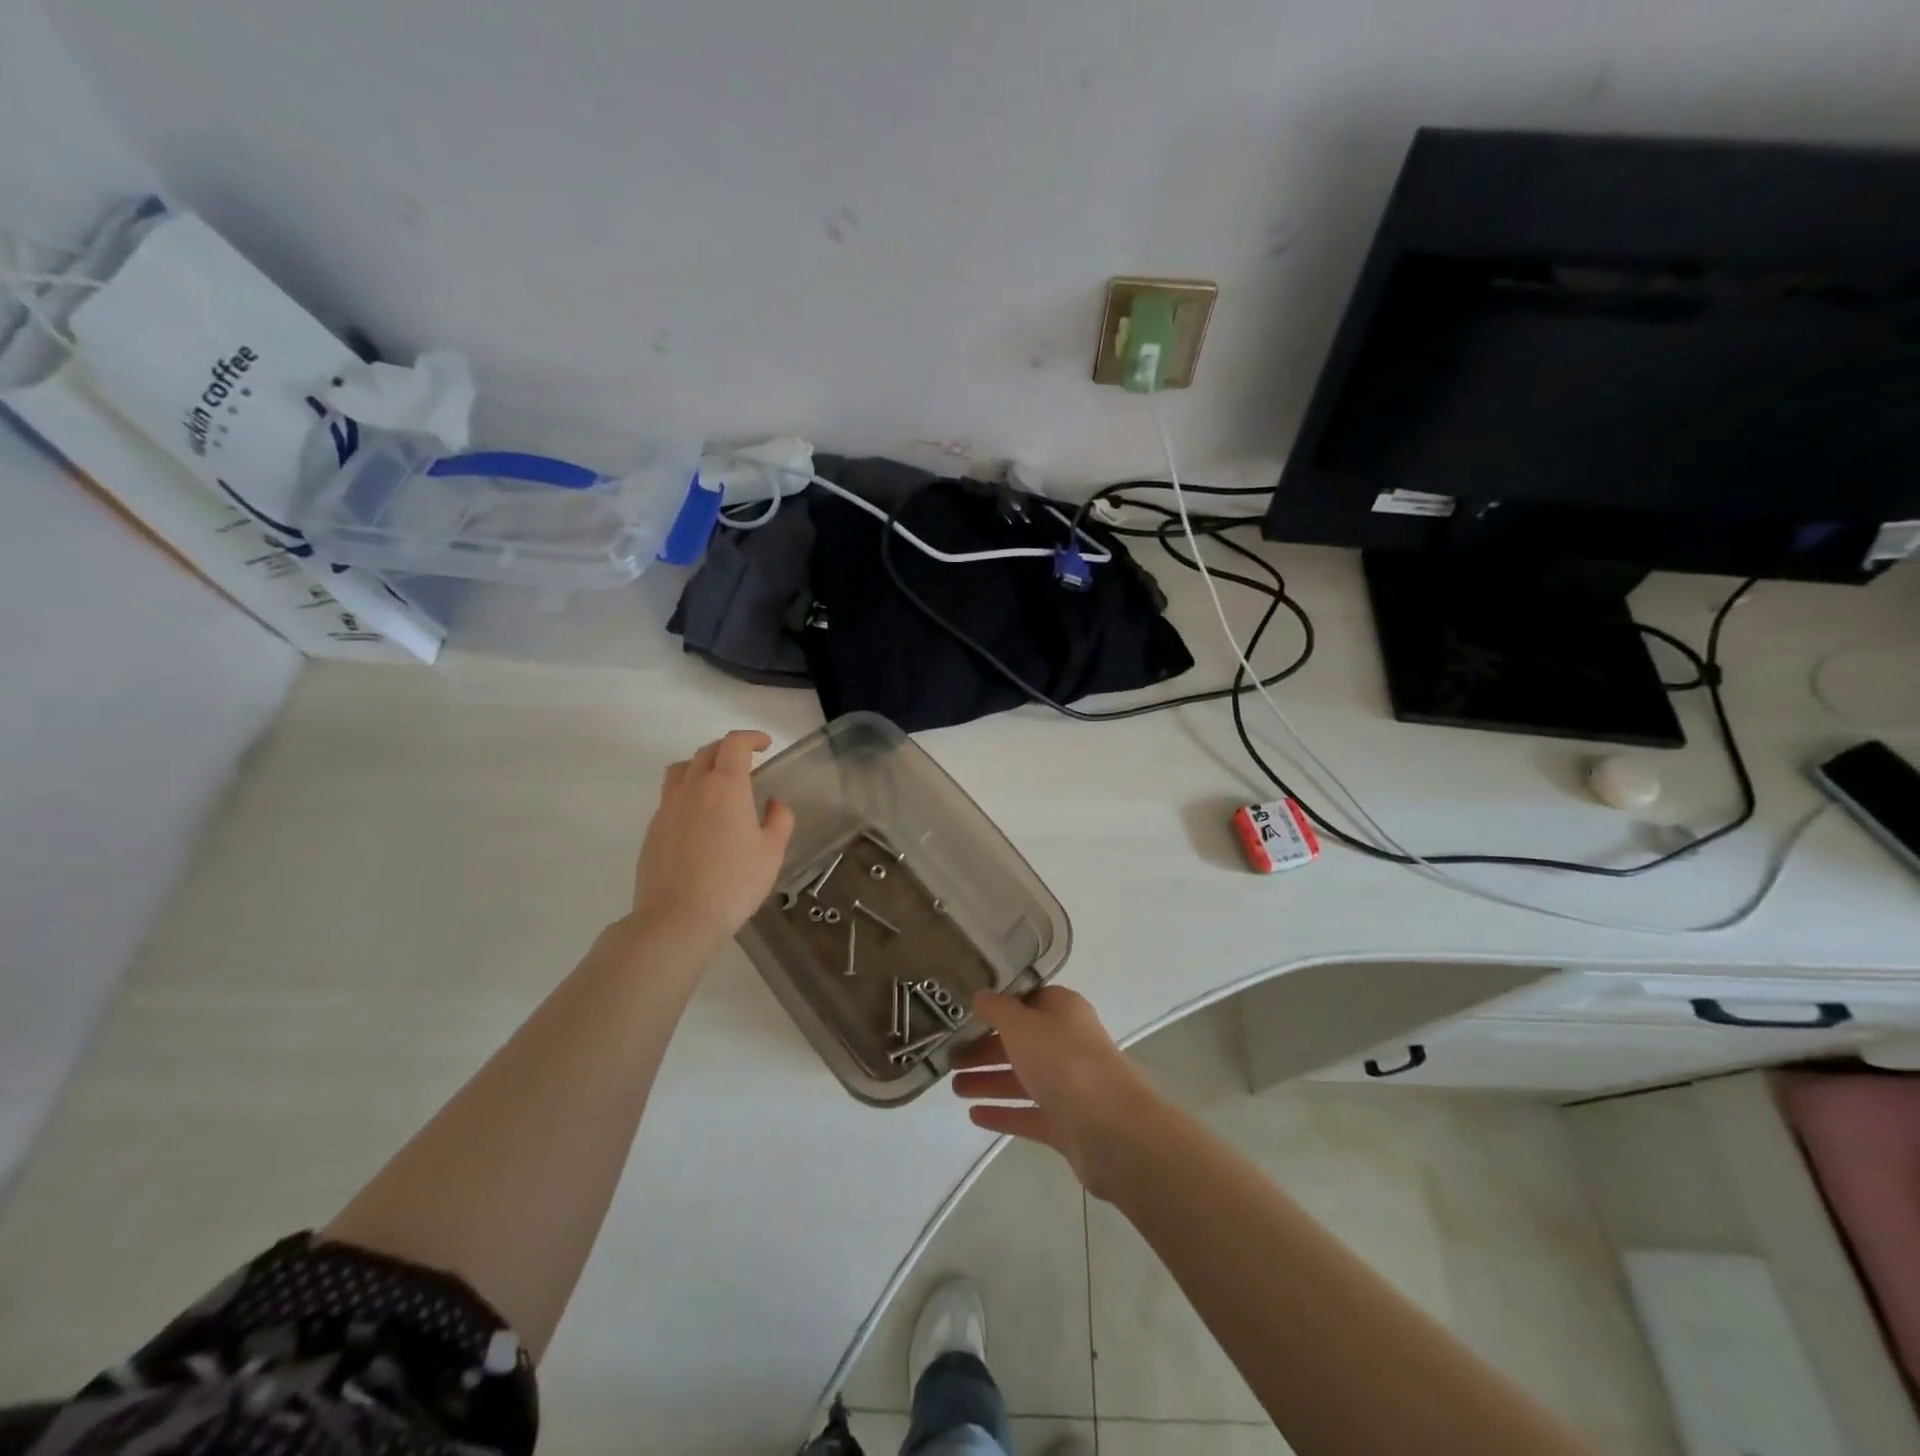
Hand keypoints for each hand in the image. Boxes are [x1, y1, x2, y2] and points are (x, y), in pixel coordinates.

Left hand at [629, 730, 794, 950]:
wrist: (678, 918)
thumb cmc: (734, 882)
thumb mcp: (772, 852)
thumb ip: (779, 820)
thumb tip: (773, 803)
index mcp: (726, 786)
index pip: (734, 744)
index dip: (751, 738)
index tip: (765, 745)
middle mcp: (693, 788)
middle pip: (706, 752)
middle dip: (728, 749)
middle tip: (746, 761)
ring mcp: (668, 808)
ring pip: (681, 770)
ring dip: (701, 765)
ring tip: (716, 781)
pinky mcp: (653, 829)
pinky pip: (670, 796)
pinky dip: (686, 792)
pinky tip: (699, 817)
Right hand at [952, 986, 1164, 1198]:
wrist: (1112, 1129)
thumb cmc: (1064, 1062)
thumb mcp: (1022, 1025)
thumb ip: (997, 1010)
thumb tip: (980, 994)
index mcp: (1063, 1010)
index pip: (1027, 1000)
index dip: (998, 1006)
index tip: (966, 1014)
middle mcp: (1068, 1043)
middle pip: (1021, 1041)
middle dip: (985, 1049)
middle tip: (950, 1058)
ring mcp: (1069, 1085)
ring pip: (1022, 1078)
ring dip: (988, 1081)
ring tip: (953, 1088)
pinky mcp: (1067, 1123)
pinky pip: (1028, 1113)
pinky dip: (1003, 1112)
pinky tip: (973, 1116)